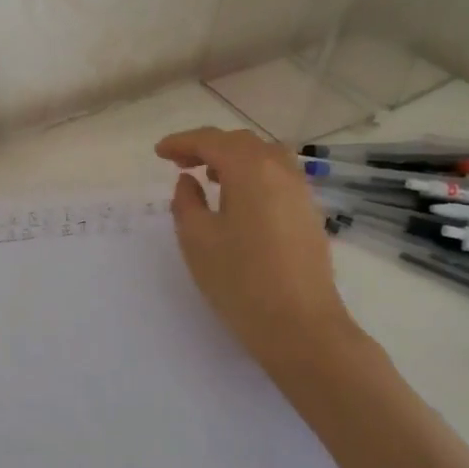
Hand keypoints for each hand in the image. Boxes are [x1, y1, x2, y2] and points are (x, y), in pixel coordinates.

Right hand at [157, 128, 362, 389]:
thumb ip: (186, 201)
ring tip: (209, 177)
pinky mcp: (309, 213)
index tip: (159, 152)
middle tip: (179, 162)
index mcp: (250, 169)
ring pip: (264, 156)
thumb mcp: (197, 239)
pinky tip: (239, 200)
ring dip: (233, 158)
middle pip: (240, 143)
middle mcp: (280, 170)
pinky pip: (278, 176)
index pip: (211, 141)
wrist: (301, 326)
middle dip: (207, 146)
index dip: (182, 142)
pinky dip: (253, 175)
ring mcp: (300, 191)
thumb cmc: (240, 281)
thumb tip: (189, 181)